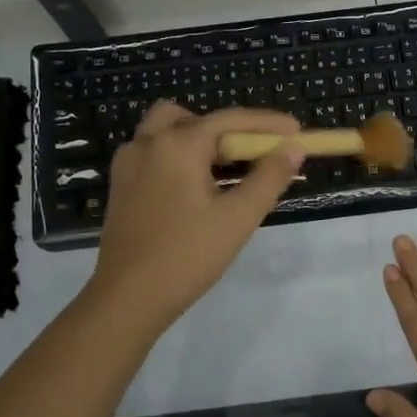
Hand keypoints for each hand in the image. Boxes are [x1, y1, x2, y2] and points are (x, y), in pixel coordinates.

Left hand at [86, 101, 304, 335]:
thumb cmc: (187, 256)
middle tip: (253, 154)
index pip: (229, 119)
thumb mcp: (238, 217)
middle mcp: (148, 143)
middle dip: (227, 129)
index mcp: (177, 145)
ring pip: (167, 130)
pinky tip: (195, 187)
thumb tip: (294, 148)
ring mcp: (128, 163)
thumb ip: (269, 177)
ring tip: (224, 170)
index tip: (296, 130)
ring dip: (198, 139)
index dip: (266, 123)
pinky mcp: (120, 184)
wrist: (127, 298)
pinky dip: (178, 155)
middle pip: (194, 117)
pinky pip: (153, 152)